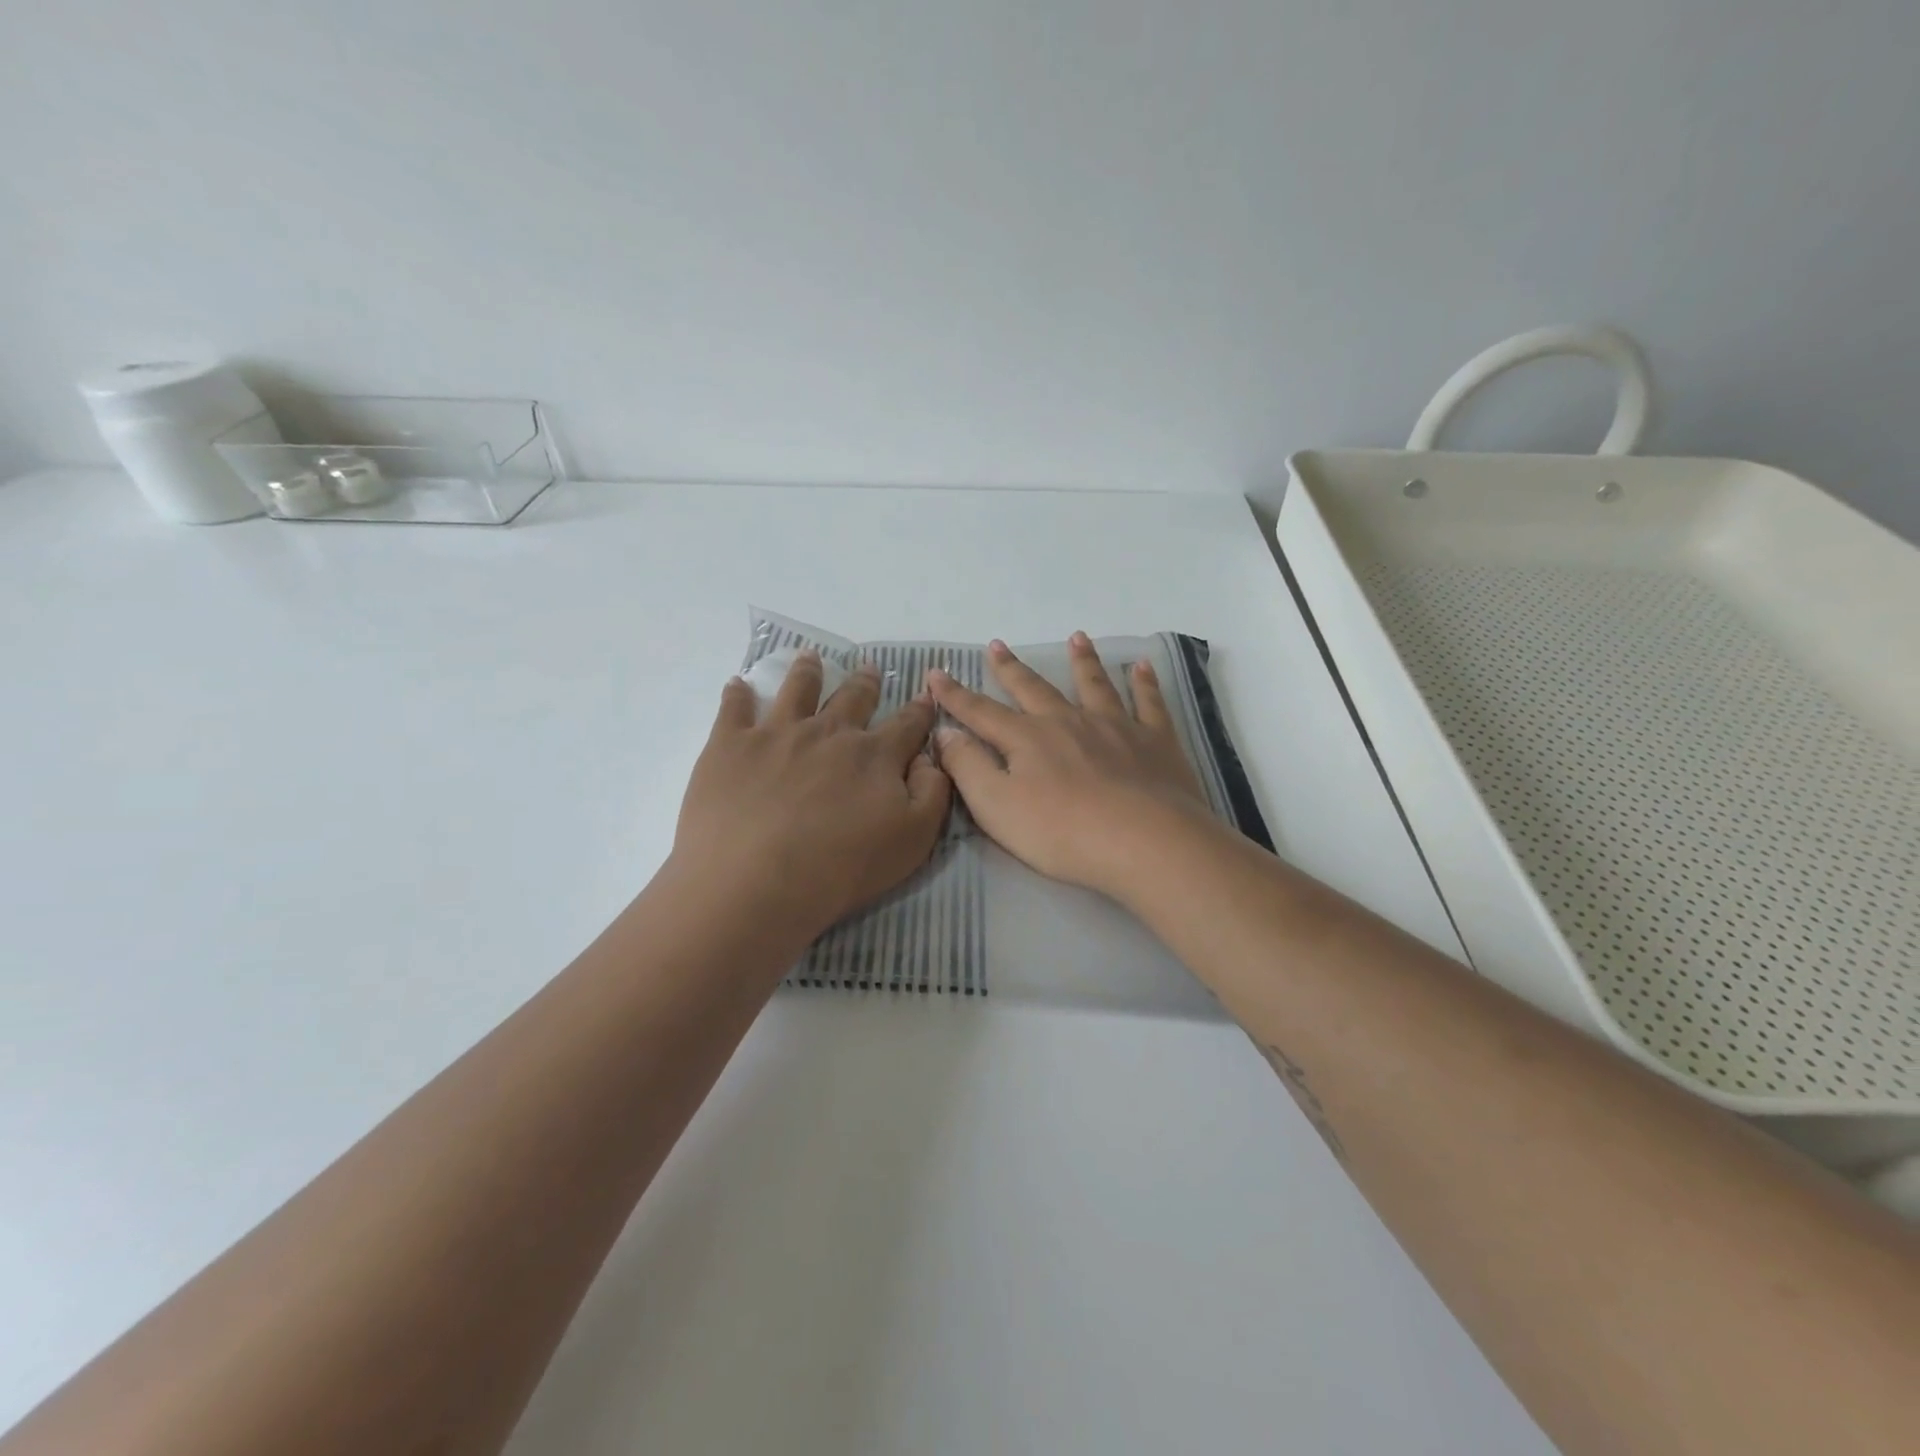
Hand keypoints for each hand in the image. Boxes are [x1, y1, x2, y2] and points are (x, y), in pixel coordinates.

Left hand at [673, 651, 951, 940]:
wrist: (757, 882)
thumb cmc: (842, 868)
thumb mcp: (914, 838)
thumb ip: (932, 792)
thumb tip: (929, 757)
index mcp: (874, 755)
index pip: (906, 724)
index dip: (920, 709)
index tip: (925, 694)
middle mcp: (828, 732)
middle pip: (852, 698)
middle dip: (865, 682)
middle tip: (868, 668)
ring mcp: (777, 733)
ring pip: (797, 690)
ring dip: (807, 671)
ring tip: (810, 657)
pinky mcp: (730, 745)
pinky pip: (734, 707)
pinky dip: (737, 693)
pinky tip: (737, 684)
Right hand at [926, 633, 1213, 901]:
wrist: (1145, 842)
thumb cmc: (1062, 832)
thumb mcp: (996, 807)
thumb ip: (968, 767)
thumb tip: (946, 733)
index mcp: (1027, 738)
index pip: (981, 712)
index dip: (955, 695)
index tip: (936, 674)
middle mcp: (1068, 721)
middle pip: (1034, 689)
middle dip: (1011, 668)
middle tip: (997, 645)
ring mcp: (1115, 727)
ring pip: (1094, 685)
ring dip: (1083, 661)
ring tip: (1077, 637)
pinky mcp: (1155, 741)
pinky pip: (1149, 703)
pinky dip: (1144, 683)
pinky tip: (1142, 666)